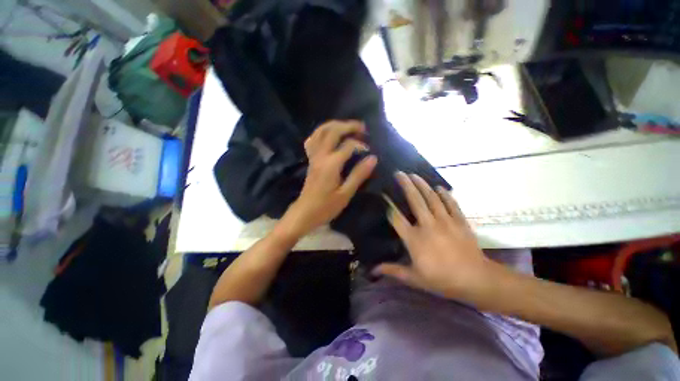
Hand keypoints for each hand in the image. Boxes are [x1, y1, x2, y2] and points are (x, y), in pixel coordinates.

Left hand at [279, 120, 377, 237]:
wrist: (304, 213)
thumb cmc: (326, 207)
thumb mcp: (345, 194)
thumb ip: (359, 175)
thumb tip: (373, 158)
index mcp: (331, 164)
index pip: (348, 145)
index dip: (361, 145)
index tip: (369, 151)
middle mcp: (321, 156)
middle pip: (332, 131)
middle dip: (348, 126)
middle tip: (362, 127)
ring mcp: (313, 156)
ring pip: (320, 131)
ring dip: (334, 125)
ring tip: (347, 127)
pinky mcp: (310, 160)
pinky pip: (313, 140)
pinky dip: (321, 133)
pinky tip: (329, 136)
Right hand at [374, 173, 494, 301]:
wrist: (476, 280)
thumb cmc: (442, 279)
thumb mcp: (414, 278)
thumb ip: (393, 270)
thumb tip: (374, 270)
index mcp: (414, 238)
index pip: (396, 217)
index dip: (388, 205)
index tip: (383, 194)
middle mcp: (427, 225)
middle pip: (414, 200)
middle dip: (405, 185)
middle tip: (399, 173)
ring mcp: (445, 221)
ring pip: (431, 197)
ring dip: (422, 184)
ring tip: (414, 175)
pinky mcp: (459, 221)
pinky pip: (451, 203)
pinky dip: (445, 194)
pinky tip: (439, 187)